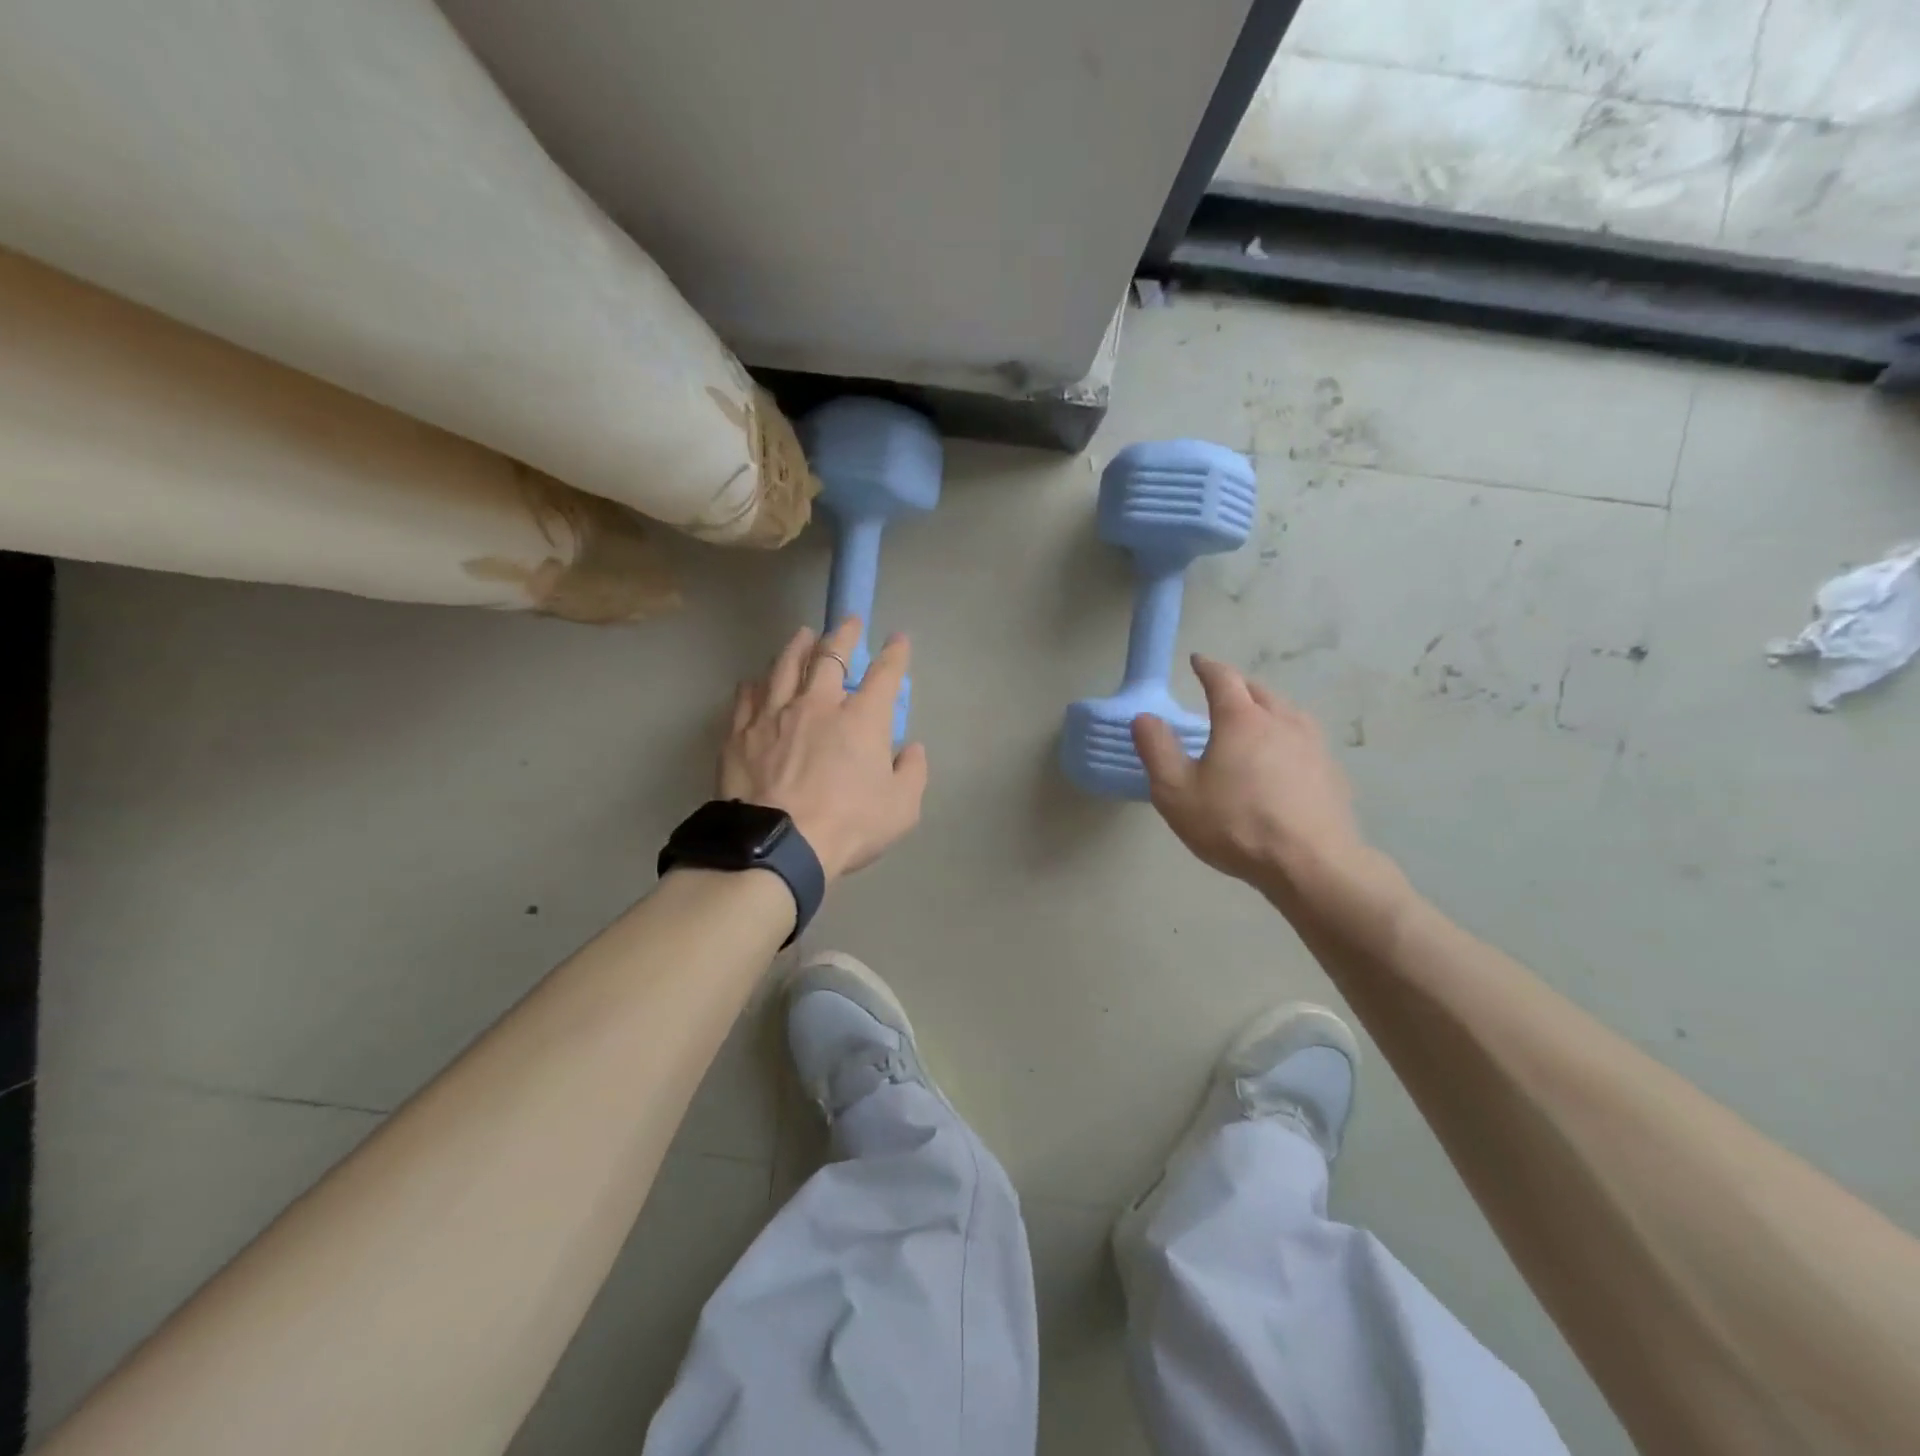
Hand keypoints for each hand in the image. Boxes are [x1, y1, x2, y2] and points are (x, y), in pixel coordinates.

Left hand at [719, 618, 928, 882]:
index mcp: (862, 718)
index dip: (895, 654)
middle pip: (830, 656)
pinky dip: (755, 684)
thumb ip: (913, 773)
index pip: (885, 674)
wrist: (779, 845)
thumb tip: (912, 750)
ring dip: (797, 646)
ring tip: (803, 634)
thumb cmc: (848, 825)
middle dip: (843, 635)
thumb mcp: (902, 808)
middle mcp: (818, 704)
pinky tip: (755, 680)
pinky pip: (747, 697)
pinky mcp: (741, 733)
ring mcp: (775, 714)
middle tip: (848, 623)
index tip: (899, 640)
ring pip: (785, 666)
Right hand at [1133, 655, 1371, 897]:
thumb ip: (1157, 750)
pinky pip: (1304, 740)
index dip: (1207, 667)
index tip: (1197, 660)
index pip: (1223, 678)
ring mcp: (1313, 745)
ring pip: (1286, 712)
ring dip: (1265, 709)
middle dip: (1237, 686)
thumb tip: (1145, 718)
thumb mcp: (1176, 791)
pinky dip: (1286, 737)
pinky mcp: (1331, 772)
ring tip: (1252, 723)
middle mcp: (1281, 721)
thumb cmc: (1235, 824)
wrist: (1311, 864)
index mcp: (1241, 719)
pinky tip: (1282, 761)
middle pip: (1258, 690)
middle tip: (1221, 693)